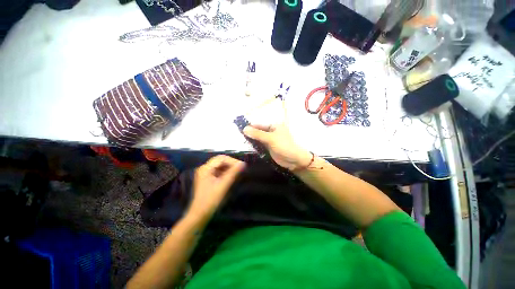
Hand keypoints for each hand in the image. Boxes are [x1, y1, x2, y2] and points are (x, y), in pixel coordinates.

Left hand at [188, 155, 245, 219]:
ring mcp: (205, 173)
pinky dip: (225, 172)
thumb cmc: (211, 200)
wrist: (200, 214)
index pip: (221, 158)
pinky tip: (231, 176)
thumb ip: (233, 173)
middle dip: (231, 163)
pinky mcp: (207, 178)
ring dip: (228, 168)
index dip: (232, 161)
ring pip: (219, 166)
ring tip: (237, 172)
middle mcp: (204, 168)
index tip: (241, 166)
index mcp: (206, 168)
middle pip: (220, 161)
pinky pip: (218, 171)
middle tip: (240, 169)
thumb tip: (243, 164)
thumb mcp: (223, 185)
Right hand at [243, 123, 311, 170]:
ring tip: (241, 141)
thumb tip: (244, 129)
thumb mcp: (270, 138)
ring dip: (252, 139)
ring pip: (258, 138)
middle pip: (258, 131)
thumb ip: (257, 134)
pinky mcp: (269, 147)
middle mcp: (271, 131)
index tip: (240, 129)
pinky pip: (260, 144)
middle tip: (239, 136)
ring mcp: (270, 140)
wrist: (293, 160)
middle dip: (250, 133)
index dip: (250, 126)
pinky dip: (254, 145)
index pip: (259, 124)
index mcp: (274, 125)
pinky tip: (247, 146)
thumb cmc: (284, 146)